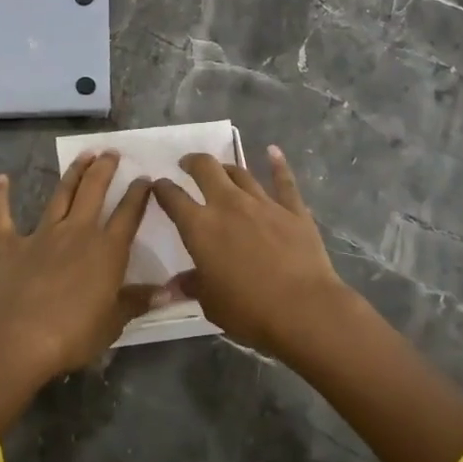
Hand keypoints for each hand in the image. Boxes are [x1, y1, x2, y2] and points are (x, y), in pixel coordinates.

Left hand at [0, 152, 156, 431]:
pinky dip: (0, 197)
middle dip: (105, 169)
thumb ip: (138, 301)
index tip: (145, 178)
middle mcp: (77, 232)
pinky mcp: (10, 245)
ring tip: (84, 154)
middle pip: (94, 191)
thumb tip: (171, 292)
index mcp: (107, 250)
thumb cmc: (73, 334)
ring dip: (73, 172)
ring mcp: (42, 234)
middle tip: (112, 152)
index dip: (138, 194)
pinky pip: (3, 216)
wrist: (18, 339)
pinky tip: (1, 179)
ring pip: (61, 194)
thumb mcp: (113, 323)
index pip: (128, 214)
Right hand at [151, 146, 353, 360]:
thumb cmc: (249, 310)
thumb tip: (174, 285)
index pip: (173, 198)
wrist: (304, 309)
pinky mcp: (292, 209)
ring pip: (240, 172)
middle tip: (187, 164)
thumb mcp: (211, 303)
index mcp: (200, 227)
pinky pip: (284, 180)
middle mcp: (228, 205)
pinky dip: (277, 164)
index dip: (162, 188)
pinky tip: (273, 151)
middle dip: (193, 162)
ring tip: (221, 169)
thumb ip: (193, 285)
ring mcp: (262, 203)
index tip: (158, 185)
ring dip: (227, 168)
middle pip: (206, 168)